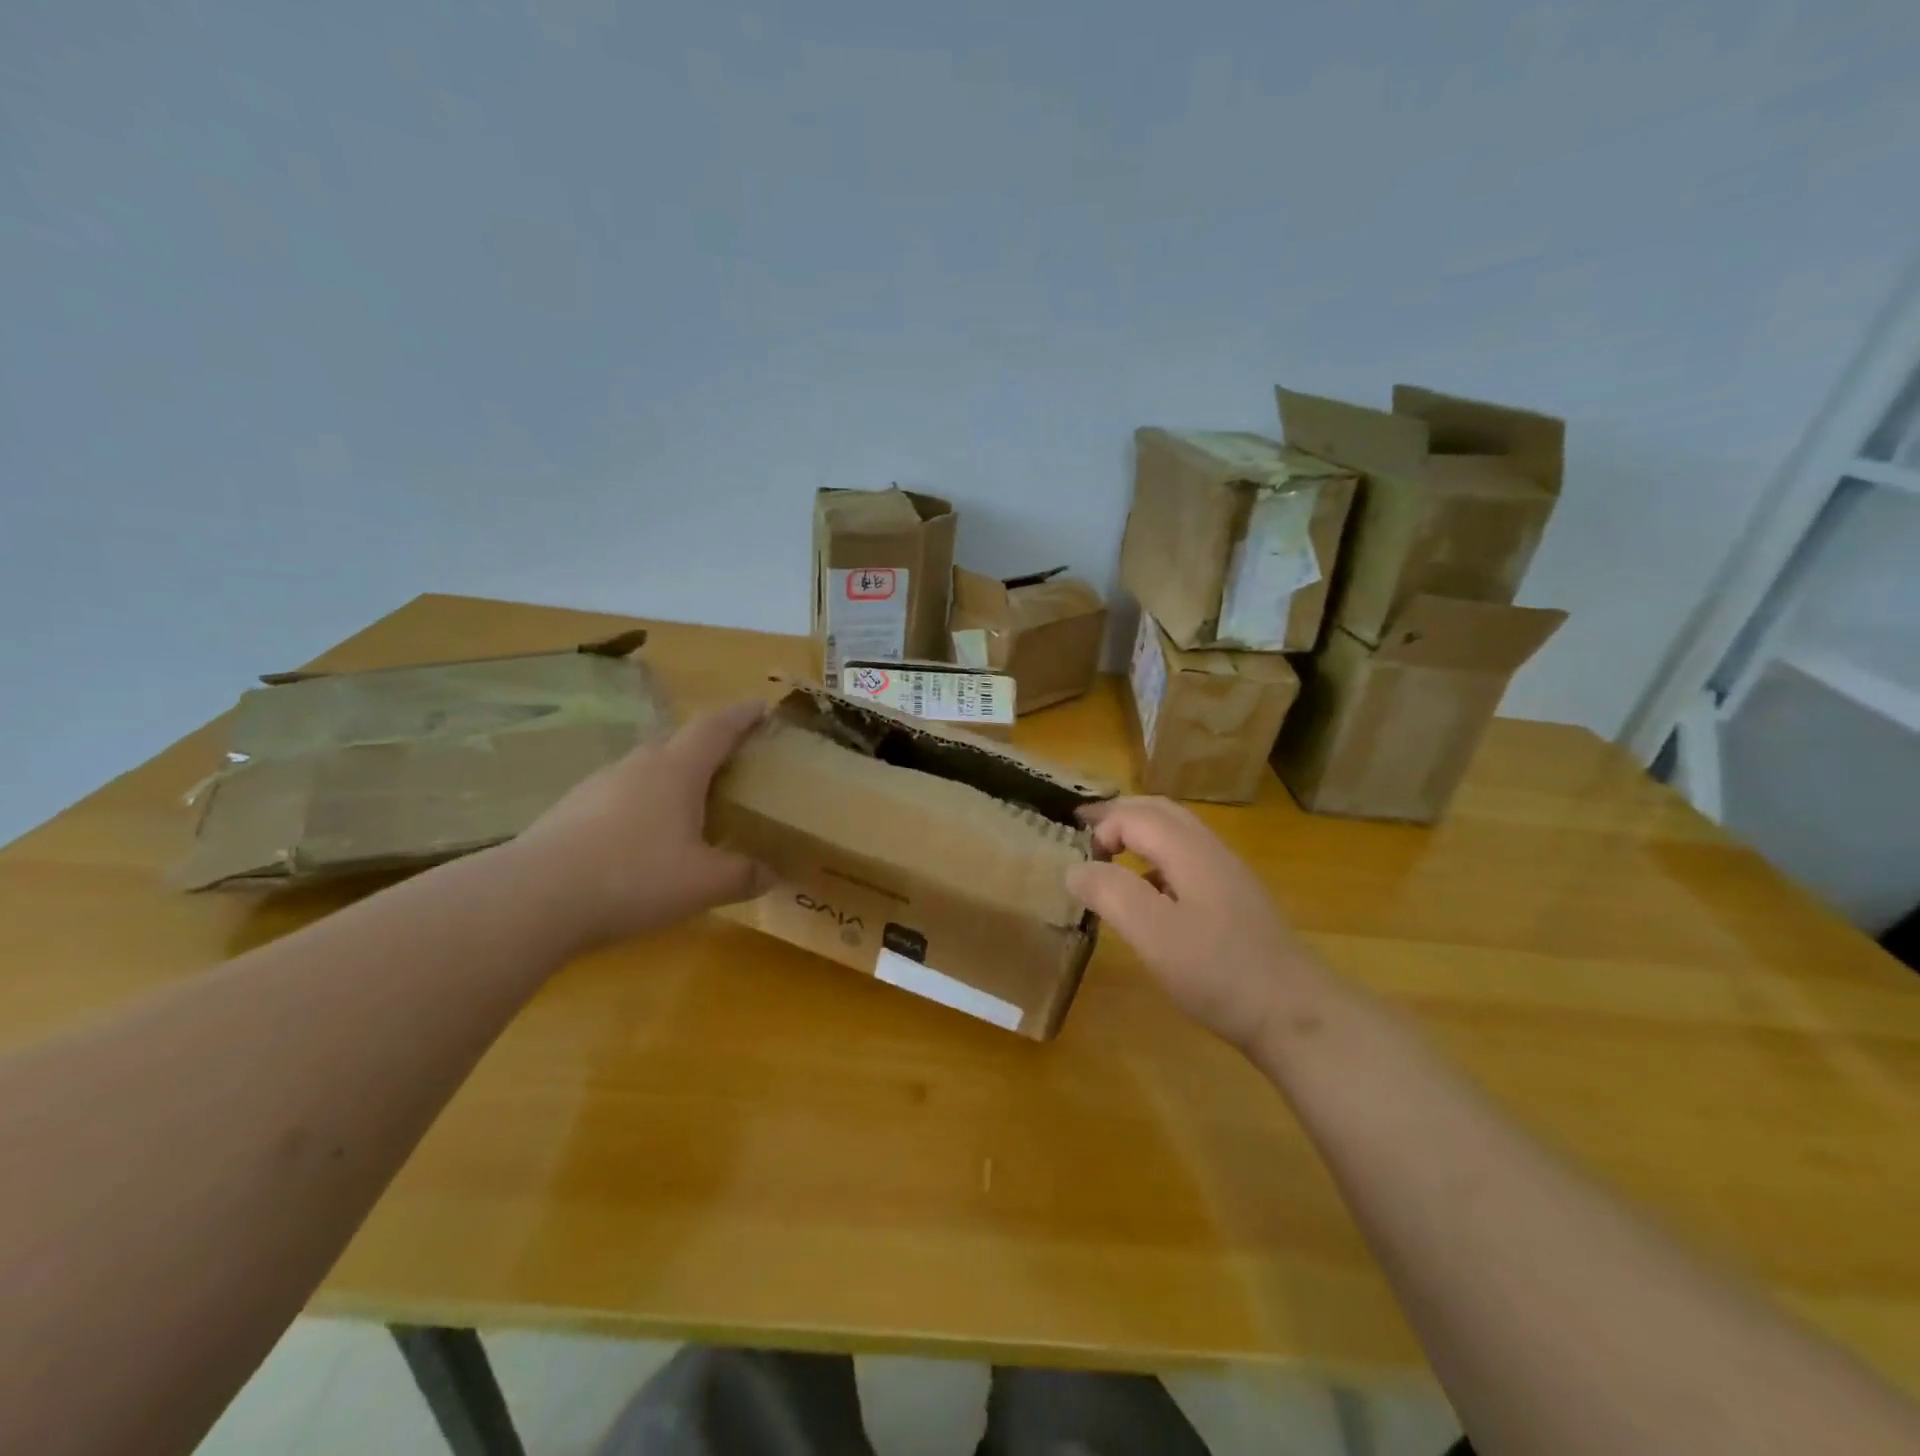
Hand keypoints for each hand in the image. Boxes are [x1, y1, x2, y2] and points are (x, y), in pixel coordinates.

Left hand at [512, 699, 773, 949]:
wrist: (531, 898)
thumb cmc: (633, 878)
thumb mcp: (703, 883)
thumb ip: (744, 875)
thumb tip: (772, 874)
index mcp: (676, 769)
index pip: (716, 726)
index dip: (742, 715)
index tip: (762, 708)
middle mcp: (637, 765)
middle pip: (679, 742)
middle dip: (708, 747)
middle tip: (732, 766)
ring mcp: (598, 785)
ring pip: (646, 769)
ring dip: (672, 777)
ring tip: (690, 806)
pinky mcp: (570, 811)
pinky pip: (619, 796)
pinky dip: (642, 805)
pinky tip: (643, 839)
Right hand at [1067, 797, 1319, 1050]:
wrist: (1295, 1014)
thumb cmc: (1218, 972)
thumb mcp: (1153, 934)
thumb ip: (1110, 893)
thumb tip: (1076, 868)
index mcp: (1190, 851)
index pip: (1135, 816)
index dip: (1102, 828)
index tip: (1079, 861)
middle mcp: (1211, 851)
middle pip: (1160, 811)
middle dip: (1119, 813)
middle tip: (1083, 826)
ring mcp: (1228, 874)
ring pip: (1177, 833)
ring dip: (1139, 831)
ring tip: (1109, 852)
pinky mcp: (1236, 899)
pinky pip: (1188, 859)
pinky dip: (1157, 858)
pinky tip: (1149, 893)